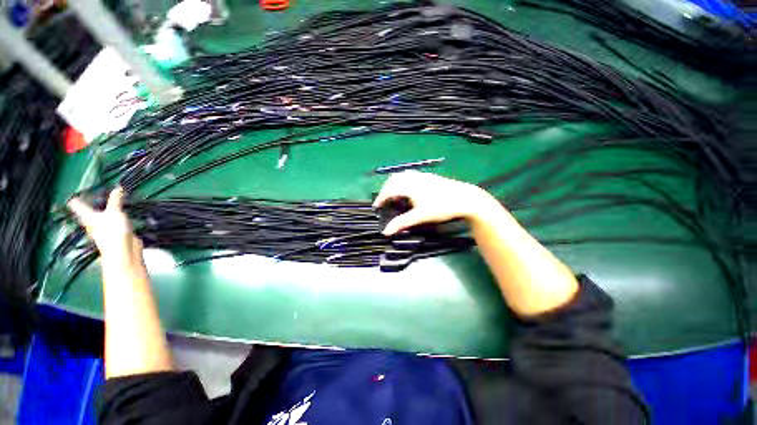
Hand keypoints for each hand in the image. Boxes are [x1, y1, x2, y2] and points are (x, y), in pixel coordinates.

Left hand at [68, 187, 142, 262]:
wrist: (122, 251)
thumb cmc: (113, 230)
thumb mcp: (115, 212)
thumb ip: (116, 201)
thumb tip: (118, 188)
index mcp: (88, 217)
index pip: (78, 206)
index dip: (75, 200)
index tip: (73, 196)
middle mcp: (92, 223)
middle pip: (87, 214)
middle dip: (89, 208)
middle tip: (90, 200)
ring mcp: (103, 230)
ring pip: (100, 220)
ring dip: (103, 214)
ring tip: (108, 208)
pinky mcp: (113, 235)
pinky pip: (111, 225)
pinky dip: (114, 221)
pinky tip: (119, 220)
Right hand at [373, 171, 499, 235]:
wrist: (465, 198)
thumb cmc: (441, 207)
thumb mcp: (420, 217)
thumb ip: (402, 223)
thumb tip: (386, 231)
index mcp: (409, 186)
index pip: (389, 189)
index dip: (380, 198)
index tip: (376, 206)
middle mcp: (413, 178)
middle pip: (393, 179)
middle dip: (386, 190)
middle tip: (384, 201)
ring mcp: (422, 176)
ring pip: (402, 176)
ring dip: (394, 185)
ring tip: (395, 197)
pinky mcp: (429, 177)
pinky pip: (410, 177)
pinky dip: (403, 183)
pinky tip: (409, 192)